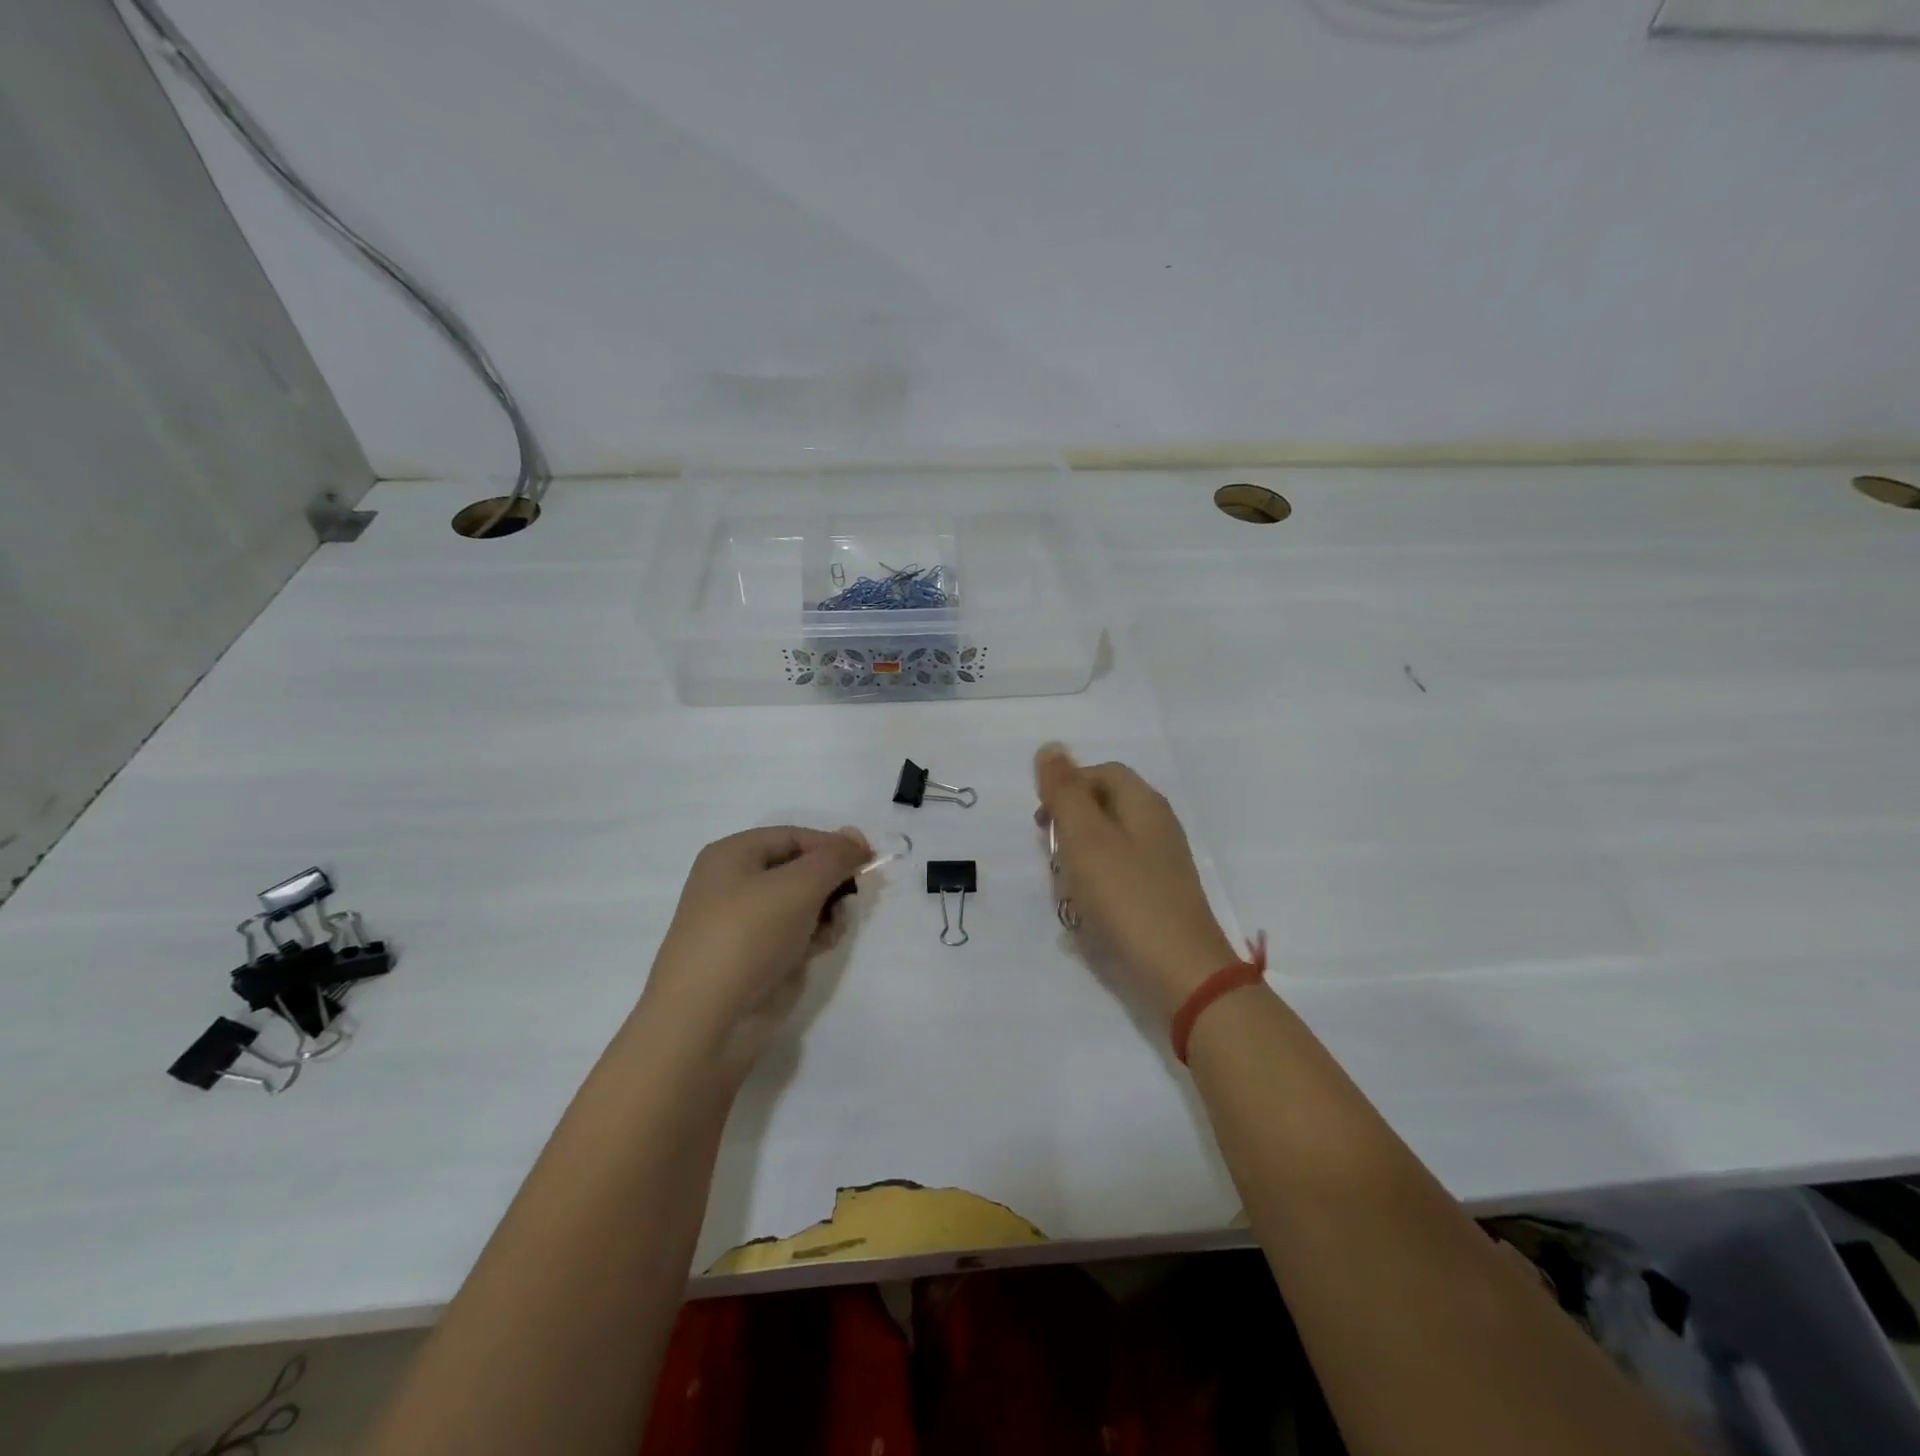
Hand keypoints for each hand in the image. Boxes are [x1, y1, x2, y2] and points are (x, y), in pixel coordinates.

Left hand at [643, 825, 870, 1081]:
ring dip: (826, 911)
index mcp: (732, 855)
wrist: (707, 1022)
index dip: (832, 845)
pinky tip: (819, 949)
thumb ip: (834, 857)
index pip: (794, 836)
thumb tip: (857, 836)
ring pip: (802, 903)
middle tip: (851, 898)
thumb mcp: (798, 885)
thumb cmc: (748, 936)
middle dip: (830, 882)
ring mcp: (745, 924)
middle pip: (799, 869)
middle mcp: (735, 884)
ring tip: (831, 929)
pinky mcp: (757, 958)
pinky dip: (813, 937)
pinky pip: (796, 934)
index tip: (867, 862)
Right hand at [1035, 745, 1238, 1019]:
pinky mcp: (1159, 898)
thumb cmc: (1126, 897)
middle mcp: (1157, 827)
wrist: (1180, 974)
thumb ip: (1064, 791)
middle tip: (1050, 856)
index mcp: (1144, 804)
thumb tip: (1050, 747)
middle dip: (1069, 828)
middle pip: (1104, 808)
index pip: (1101, 773)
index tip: (1041, 820)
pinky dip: (1095, 889)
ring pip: (1107, 846)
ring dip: (1078, 862)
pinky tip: (1085, 914)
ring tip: (1065, 890)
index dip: (1066, 787)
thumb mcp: (1085, 837)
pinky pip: (1117, 879)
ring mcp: (1161, 865)